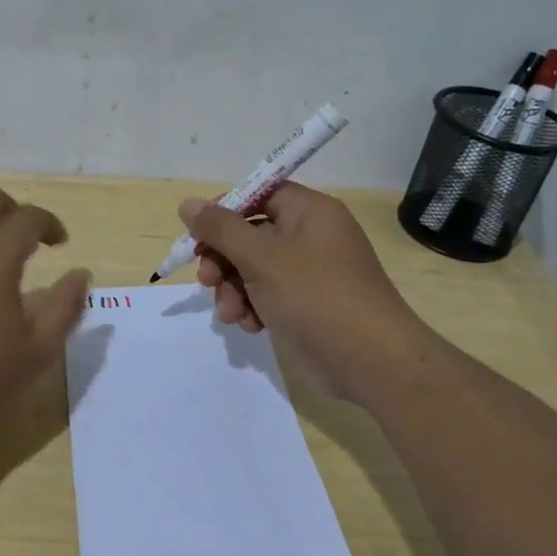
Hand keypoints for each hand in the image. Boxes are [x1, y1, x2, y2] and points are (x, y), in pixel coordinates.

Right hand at [181, 182, 429, 400]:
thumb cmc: (314, 295)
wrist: (369, 361)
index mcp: (309, 211)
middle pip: (250, 235)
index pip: (259, 195)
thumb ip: (220, 229)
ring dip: (233, 290)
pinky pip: (267, 295)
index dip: (226, 211)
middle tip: (206, 281)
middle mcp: (311, 236)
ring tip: (230, 314)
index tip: (199, 235)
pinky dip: (252, 308)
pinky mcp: (306, 305)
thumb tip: (187, 204)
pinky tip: (249, 326)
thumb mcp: (260, 257)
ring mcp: (310, 273)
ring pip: (253, 270)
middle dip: (223, 260)